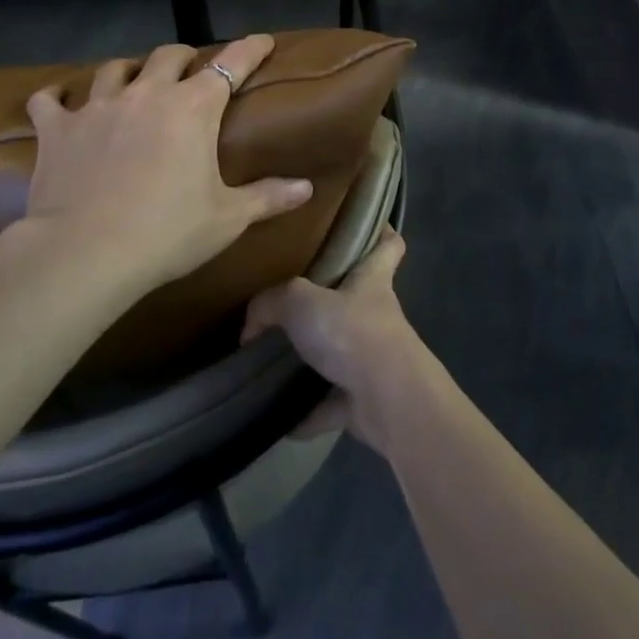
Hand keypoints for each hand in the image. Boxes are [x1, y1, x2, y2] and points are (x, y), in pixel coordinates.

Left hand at [15, 35, 313, 292]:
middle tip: (190, 71)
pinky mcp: (58, 129)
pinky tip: (56, 99)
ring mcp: (97, 107)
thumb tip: (306, 188)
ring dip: (128, 70)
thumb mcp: (227, 219)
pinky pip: (49, 101)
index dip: (250, 49)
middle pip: (168, 56)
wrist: (86, 253)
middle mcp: (146, 94)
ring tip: (133, 78)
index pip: (231, 64)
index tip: (263, 40)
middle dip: (184, 57)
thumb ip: (268, 197)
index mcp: (192, 109)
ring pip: (114, 68)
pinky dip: (55, 97)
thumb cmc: (167, 233)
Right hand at [242, 227, 428, 448]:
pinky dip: (309, 410)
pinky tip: (280, 415)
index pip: (387, 244)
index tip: (367, 223)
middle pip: (359, 298)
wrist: (387, 400)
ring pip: (343, 352)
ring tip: (276, 355)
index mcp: (371, 280)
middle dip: (332, 299)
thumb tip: (250, 326)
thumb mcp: (300, 302)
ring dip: (316, 358)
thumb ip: (271, 303)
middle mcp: (377, 315)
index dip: (380, 231)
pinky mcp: (365, 400)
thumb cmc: (352, 332)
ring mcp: (374, 359)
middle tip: (293, 296)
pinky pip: (330, 403)